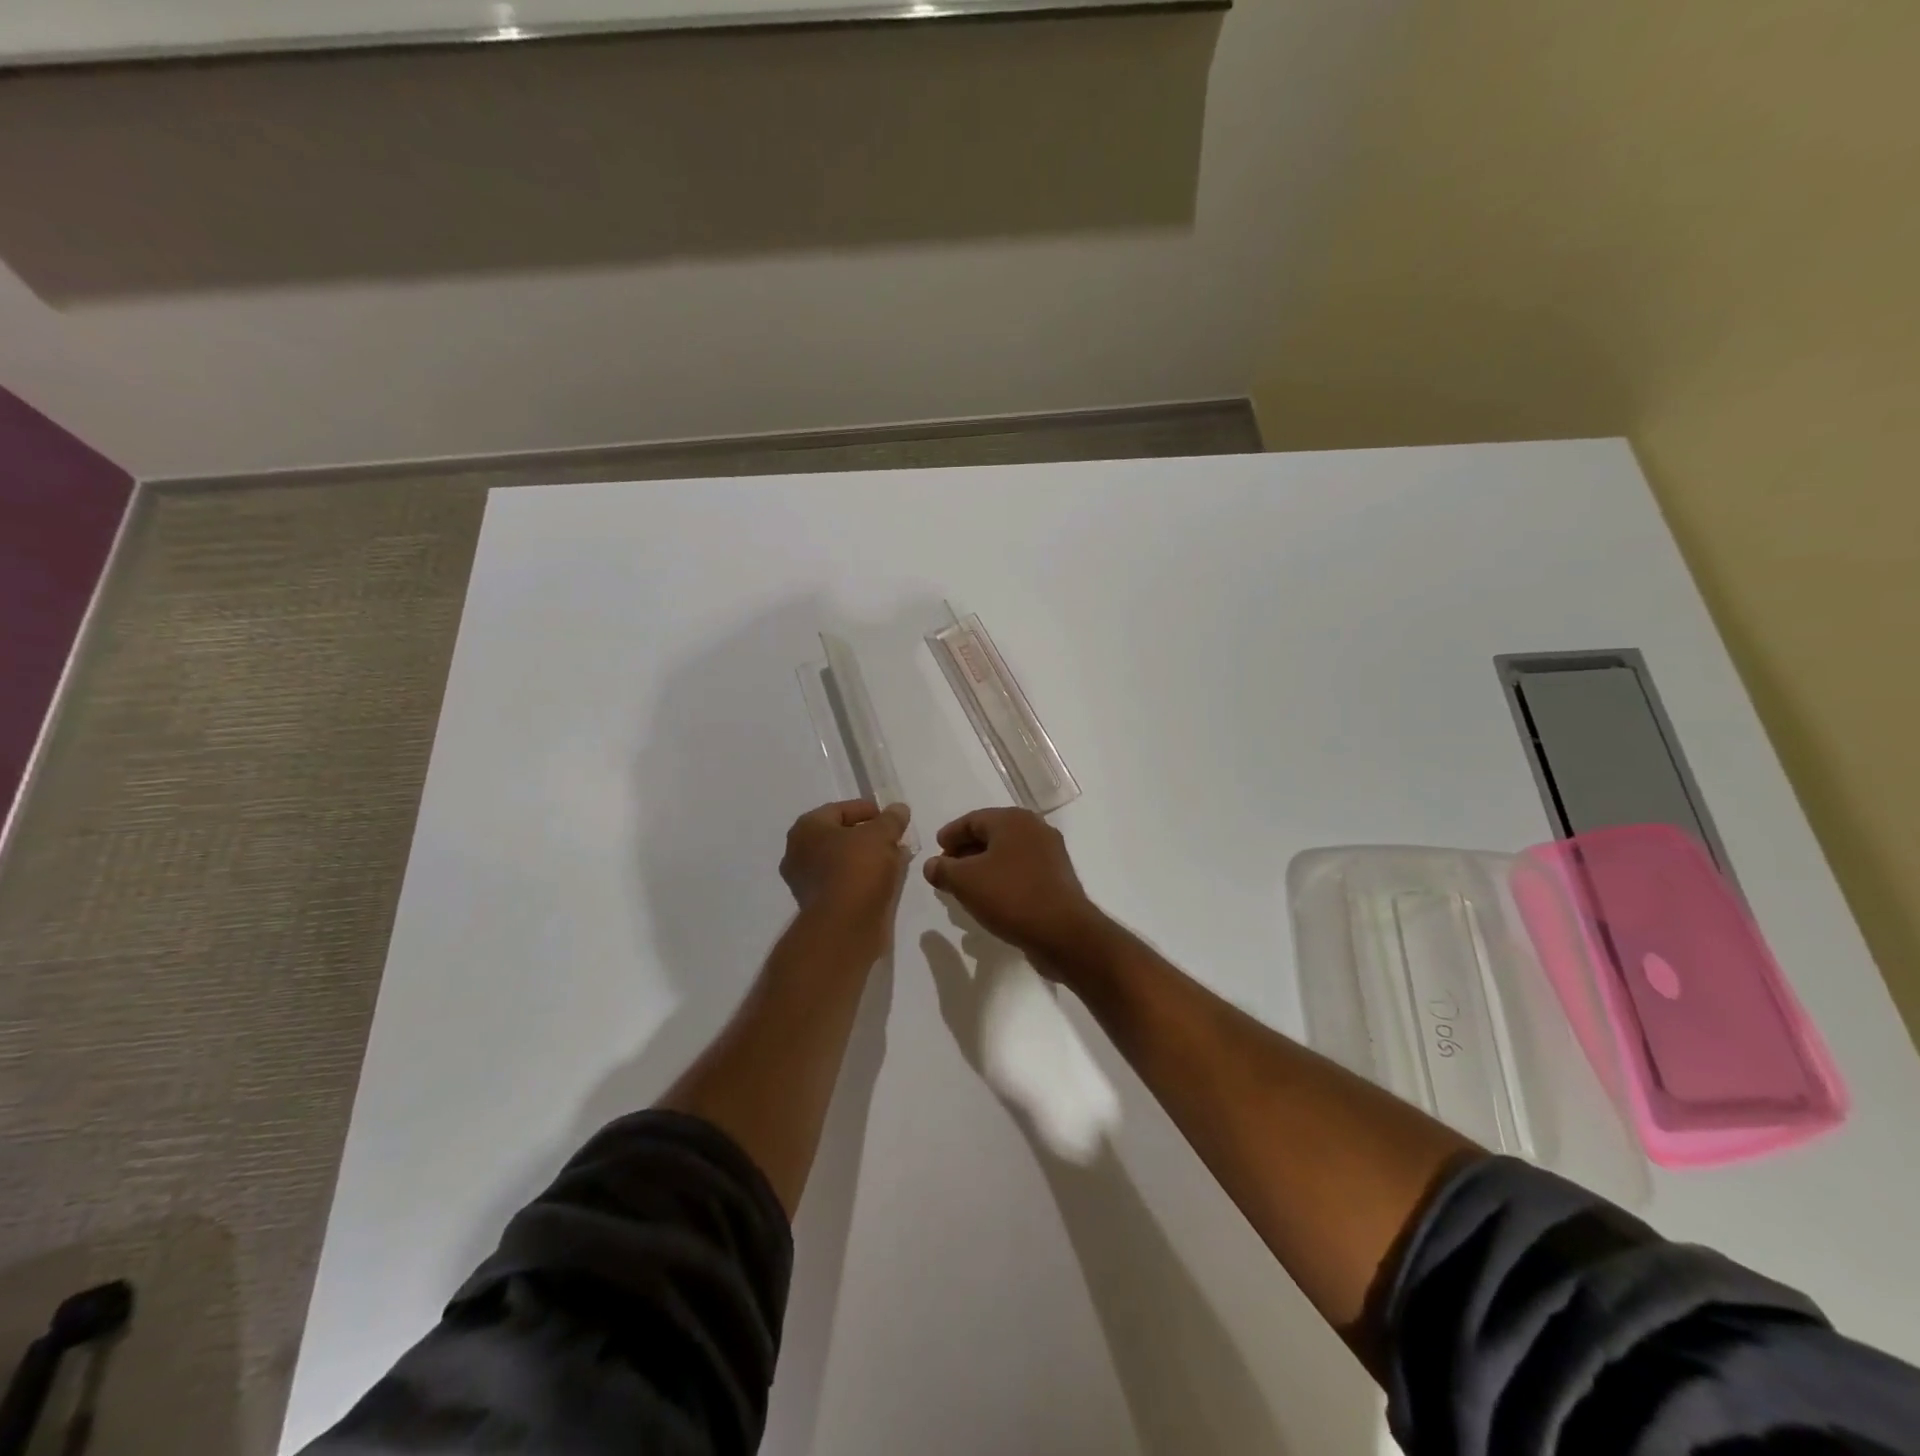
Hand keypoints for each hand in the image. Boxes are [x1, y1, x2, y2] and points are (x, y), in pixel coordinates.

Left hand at [781, 799, 912, 933]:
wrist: (844, 926)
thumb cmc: (858, 868)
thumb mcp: (882, 835)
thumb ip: (892, 819)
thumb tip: (899, 809)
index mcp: (806, 828)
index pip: (839, 810)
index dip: (867, 810)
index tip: (891, 818)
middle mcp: (798, 852)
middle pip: (839, 836)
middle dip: (868, 836)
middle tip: (893, 839)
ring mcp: (804, 882)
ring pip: (841, 862)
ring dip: (866, 859)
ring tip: (894, 860)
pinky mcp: (816, 906)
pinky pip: (842, 883)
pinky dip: (861, 879)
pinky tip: (884, 881)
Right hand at [922, 808, 1112, 978]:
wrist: (1062, 931)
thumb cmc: (1010, 896)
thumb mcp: (965, 881)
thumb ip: (943, 869)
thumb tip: (932, 865)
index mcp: (1012, 820)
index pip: (972, 820)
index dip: (950, 835)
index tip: (936, 850)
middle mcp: (1034, 828)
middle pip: (991, 834)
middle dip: (966, 852)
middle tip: (947, 870)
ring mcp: (1050, 853)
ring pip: (1007, 854)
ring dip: (983, 867)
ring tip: (965, 887)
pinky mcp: (1057, 877)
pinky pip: (1021, 871)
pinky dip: (1002, 878)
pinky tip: (990, 898)